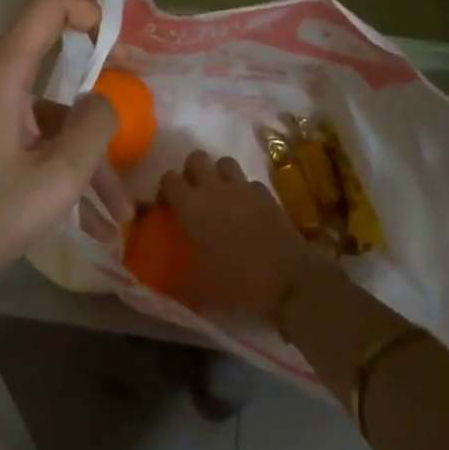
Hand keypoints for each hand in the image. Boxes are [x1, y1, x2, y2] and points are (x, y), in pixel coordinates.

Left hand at [0, 0, 120, 391]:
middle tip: (130, 122)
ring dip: (83, 150)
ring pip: (47, 107)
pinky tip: (90, 216)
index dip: (88, 7)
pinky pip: (27, 126)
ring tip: (118, 210)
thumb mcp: (59, 176)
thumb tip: (103, 100)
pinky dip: (56, 157)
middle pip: (53, 60)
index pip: (48, 2)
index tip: (118, 42)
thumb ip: (96, 124)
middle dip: (96, 100)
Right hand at [160, 151, 324, 318]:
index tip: (167, 207)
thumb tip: (160, 279)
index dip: (165, 190)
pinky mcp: (266, 194)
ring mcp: (243, 188)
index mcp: (191, 207)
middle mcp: (214, 189)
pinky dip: (245, 191)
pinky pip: (249, 182)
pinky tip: (248, 209)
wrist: (288, 281)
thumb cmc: (237, 284)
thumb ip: (175, 280)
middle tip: (193, 195)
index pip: (168, 179)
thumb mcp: (198, 291)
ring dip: (218, 174)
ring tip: (220, 196)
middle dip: (191, 171)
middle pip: (196, 158)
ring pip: (224, 161)